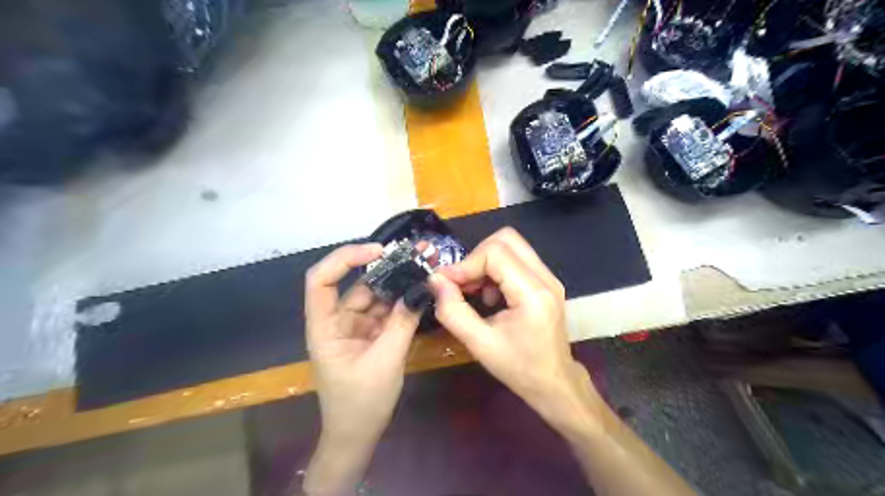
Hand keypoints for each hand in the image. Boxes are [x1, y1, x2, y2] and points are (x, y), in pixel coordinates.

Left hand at [304, 243, 420, 491]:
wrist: (358, 436)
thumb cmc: (361, 403)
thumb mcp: (385, 361)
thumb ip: (402, 323)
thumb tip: (421, 289)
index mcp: (325, 327)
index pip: (322, 280)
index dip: (345, 258)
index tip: (378, 252)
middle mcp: (337, 321)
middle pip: (357, 285)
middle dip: (386, 268)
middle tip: (417, 255)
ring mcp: (355, 328)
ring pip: (375, 297)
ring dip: (398, 285)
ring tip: (424, 269)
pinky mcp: (370, 335)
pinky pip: (385, 311)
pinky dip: (402, 303)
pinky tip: (420, 292)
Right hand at [429, 229, 601, 429]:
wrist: (554, 384)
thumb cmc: (519, 368)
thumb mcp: (480, 344)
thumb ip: (453, 311)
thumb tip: (435, 280)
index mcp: (533, 293)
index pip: (495, 253)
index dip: (465, 264)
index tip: (445, 282)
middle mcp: (545, 278)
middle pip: (506, 239)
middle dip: (476, 256)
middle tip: (462, 283)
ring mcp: (548, 278)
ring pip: (511, 246)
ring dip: (485, 262)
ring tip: (475, 292)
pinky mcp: (545, 282)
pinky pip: (516, 259)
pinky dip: (496, 269)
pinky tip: (489, 296)